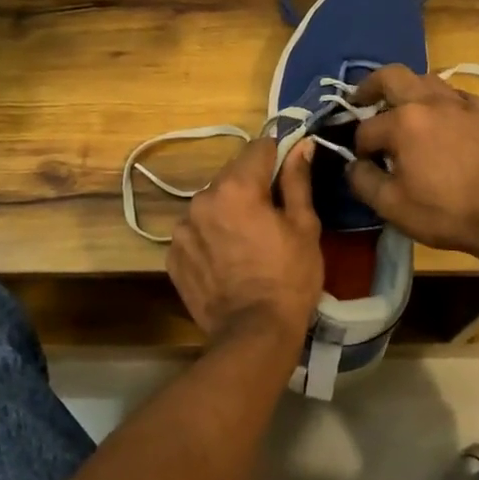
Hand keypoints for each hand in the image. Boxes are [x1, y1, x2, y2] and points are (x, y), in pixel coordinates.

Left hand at [168, 135, 322, 342]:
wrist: (253, 334)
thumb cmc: (289, 278)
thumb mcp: (305, 226)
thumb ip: (298, 180)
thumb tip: (301, 145)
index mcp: (236, 186)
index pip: (258, 147)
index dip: (278, 157)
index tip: (288, 176)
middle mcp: (202, 199)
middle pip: (232, 175)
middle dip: (251, 185)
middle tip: (271, 215)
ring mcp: (182, 228)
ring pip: (211, 203)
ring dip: (227, 210)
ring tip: (246, 241)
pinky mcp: (172, 255)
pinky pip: (195, 231)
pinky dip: (210, 236)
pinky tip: (227, 260)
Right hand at [347, 65, 478, 262]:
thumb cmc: (445, 211)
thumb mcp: (391, 206)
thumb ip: (363, 181)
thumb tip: (354, 165)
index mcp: (403, 122)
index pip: (366, 128)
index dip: (359, 147)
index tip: (363, 164)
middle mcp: (430, 102)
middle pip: (392, 76)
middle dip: (371, 86)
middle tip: (361, 99)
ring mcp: (462, 104)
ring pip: (427, 79)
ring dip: (408, 89)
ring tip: (403, 107)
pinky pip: (457, 95)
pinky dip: (442, 101)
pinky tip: (444, 117)